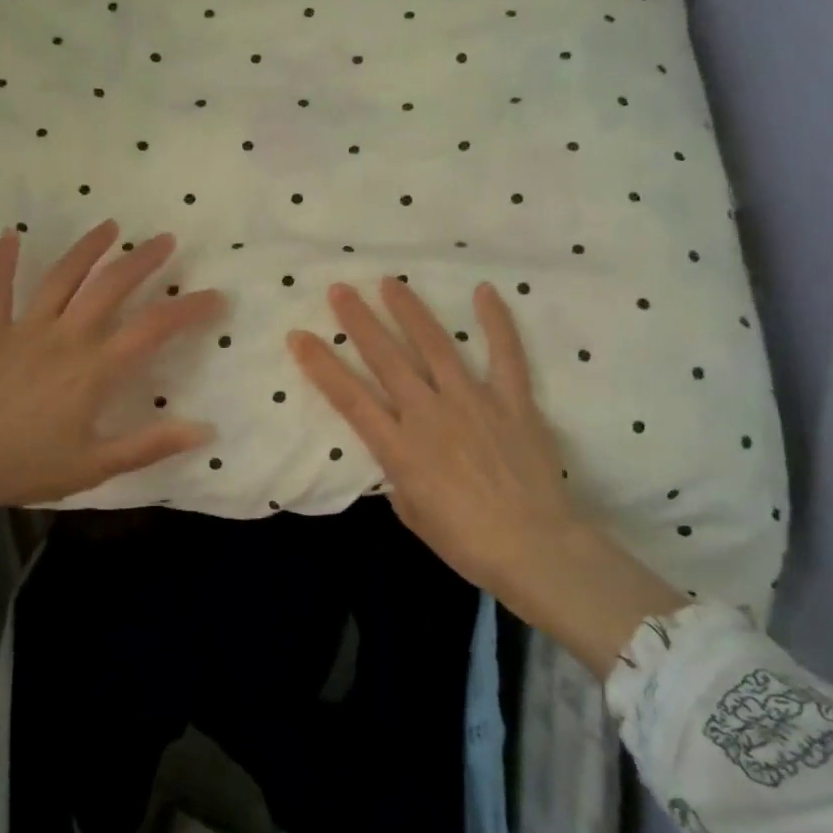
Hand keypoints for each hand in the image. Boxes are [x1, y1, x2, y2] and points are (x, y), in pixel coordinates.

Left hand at [0, 221, 223, 613]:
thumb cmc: (23, 467)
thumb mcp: (95, 466)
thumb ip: (151, 445)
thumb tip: (205, 431)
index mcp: (94, 369)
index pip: (153, 328)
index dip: (188, 309)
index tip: (215, 296)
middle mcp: (65, 336)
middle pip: (110, 286)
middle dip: (142, 260)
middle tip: (166, 240)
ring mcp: (23, 329)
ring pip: (61, 277)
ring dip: (88, 248)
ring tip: (111, 226)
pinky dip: (4, 261)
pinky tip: (10, 235)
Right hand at [287, 277, 685, 675]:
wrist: (534, 549)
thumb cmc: (466, 542)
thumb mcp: (412, 513)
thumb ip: (399, 474)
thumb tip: (399, 451)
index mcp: (399, 448)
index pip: (349, 398)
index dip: (320, 365)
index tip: (299, 336)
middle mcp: (429, 415)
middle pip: (386, 359)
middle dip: (359, 321)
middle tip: (340, 290)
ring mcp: (472, 402)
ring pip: (434, 346)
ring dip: (409, 311)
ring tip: (390, 283)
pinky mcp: (513, 401)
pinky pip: (505, 354)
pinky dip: (495, 322)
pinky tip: (484, 291)